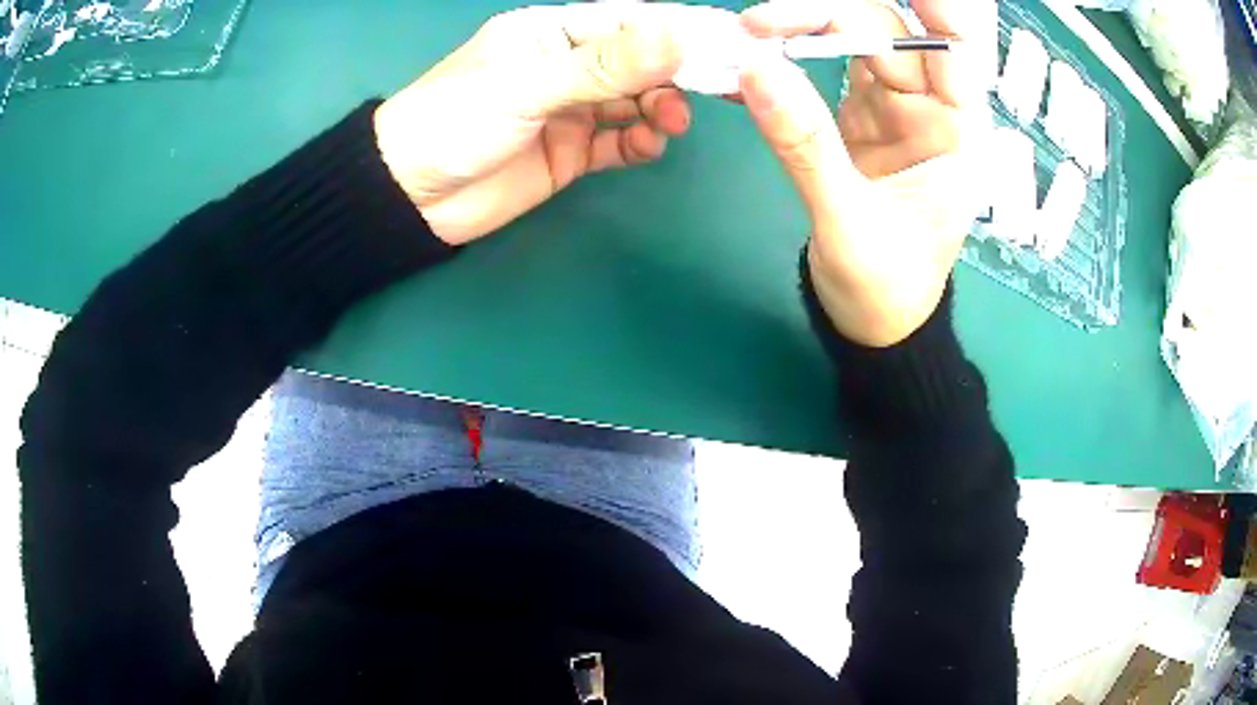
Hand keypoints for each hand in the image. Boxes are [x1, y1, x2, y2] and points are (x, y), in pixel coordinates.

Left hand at [374, 4, 693, 244]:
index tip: (731, 38)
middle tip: (719, 88)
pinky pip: (619, 141)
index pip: (628, 21)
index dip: (679, 28)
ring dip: (661, 108)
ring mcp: (571, 109)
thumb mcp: (527, 85)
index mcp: (552, 33)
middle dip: (678, 71)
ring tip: (672, 123)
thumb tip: (677, 37)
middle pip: (639, 61)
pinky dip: (640, 141)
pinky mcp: (571, 150)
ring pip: (635, 101)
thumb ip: (602, 65)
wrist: (409, 197)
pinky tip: (648, 145)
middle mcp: (567, 65)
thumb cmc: (454, 122)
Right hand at [739, 0, 994, 346]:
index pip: (955, 49)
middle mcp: (932, 110)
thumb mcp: (848, 222)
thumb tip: (754, 69)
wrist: (871, 322)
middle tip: (760, 21)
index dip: (933, 7)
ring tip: (751, 31)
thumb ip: (806, 145)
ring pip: (856, 40)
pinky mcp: (860, 115)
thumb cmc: (885, 287)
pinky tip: (760, 52)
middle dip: (829, 13)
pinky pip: (829, 65)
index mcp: (958, 135)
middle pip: (889, 34)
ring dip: (806, 26)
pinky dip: (795, 53)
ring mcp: (894, 108)